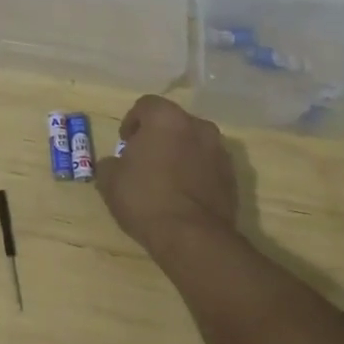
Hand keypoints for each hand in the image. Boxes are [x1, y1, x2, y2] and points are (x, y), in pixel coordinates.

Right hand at [96, 95, 239, 263]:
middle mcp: (197, 127)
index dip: (132, 121)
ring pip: (194, 144)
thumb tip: (116, 163)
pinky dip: (196, 173)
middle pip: (173, 123)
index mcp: (166, 118)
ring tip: (166, 179)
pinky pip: (208, 167)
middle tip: (144, 159)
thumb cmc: (145, 199)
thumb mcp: (110, 180)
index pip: (146, 105)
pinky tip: (183, 196)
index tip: (125, 142)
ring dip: (180, 154)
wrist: (192, 238)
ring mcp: (219, 152)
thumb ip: (110, 163)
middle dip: (159, 136)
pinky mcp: (233, 178)